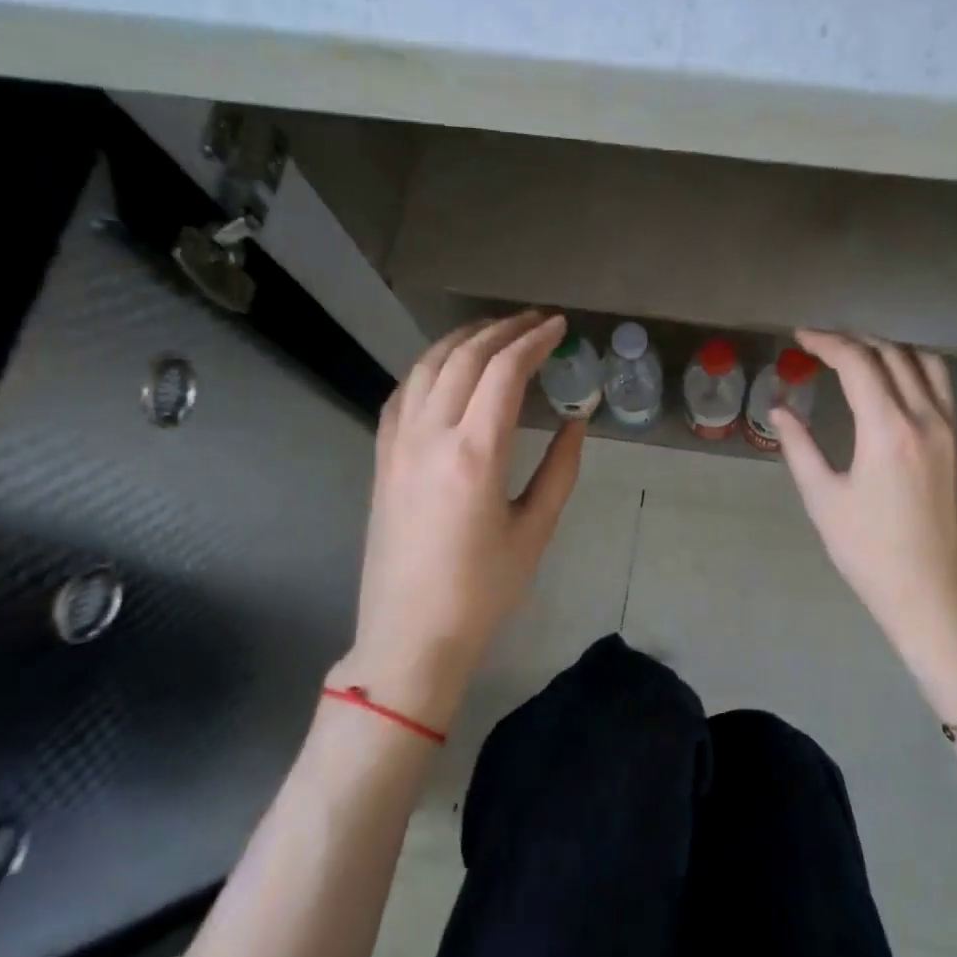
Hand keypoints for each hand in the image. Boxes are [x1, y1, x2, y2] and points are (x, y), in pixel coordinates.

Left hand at [332, 312, 584, 728]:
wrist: (411, 634)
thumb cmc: (483, 591)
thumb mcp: (535, 531)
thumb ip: (560, 469)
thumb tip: (575, 421)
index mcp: (474, 454)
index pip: (503, 372)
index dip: (534, 341)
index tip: (558, 327)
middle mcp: (430, 436)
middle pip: (464, 357)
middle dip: (502, 330)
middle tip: (535, 323)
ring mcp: (397, 444)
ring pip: (426, 366)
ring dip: (463, 340)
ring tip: (494, 333)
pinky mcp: (381, 458)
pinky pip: (402, 393)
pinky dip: (428, 367)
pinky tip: (446, 370)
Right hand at [770, 331, 956, 714]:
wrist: (932, 593)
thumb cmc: (868, 551)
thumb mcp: (823, 499)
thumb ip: (799, 447)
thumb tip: (780, 410)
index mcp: (887, 429)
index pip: (858, 362)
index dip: (826, 342)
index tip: (800, 338)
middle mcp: (925, 418)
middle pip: (891, 354)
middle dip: (853, 341)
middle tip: (820, 346)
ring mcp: (949, 429)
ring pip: (924, 362)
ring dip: (888, 348)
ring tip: (856, 356)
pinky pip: (940, 385)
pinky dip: (914, 368)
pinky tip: (892, 383)